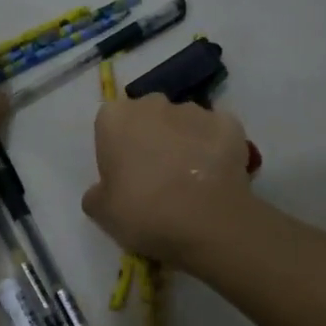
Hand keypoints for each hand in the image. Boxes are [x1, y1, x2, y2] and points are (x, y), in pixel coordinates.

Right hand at [82, 94, 253, 263]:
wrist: (208, 222)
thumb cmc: (143, 212)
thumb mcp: (101, 212)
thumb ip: (96, 193)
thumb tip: (104, 189)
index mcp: (115, 118)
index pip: (110, 125)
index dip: (116, 150)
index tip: (123, 176)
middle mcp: (153, 103)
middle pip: (147, 117)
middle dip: (150, 138)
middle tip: (156, 177)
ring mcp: (195, 110)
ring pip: (183, 123)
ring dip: (183, 142)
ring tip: (190, 180)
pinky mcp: (229, 123)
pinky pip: (215, 133)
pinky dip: (214, 148)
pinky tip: (215, 176)